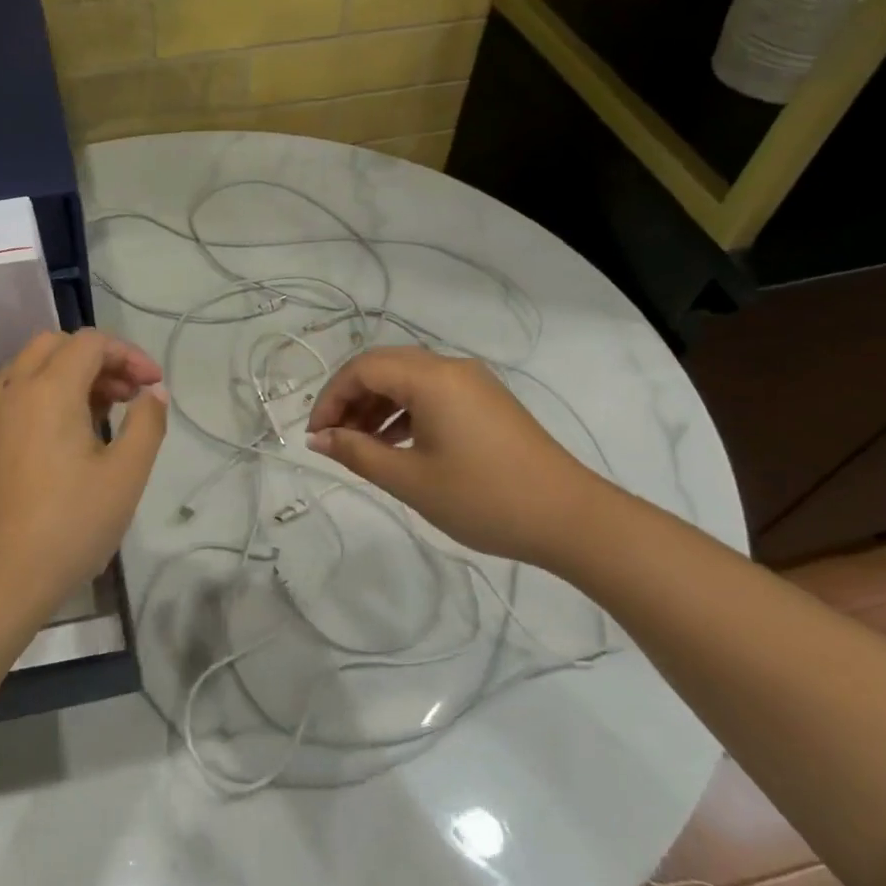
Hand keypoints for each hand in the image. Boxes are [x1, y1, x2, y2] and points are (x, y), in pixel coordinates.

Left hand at [0, 330, 167, 637]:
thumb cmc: (68, 526)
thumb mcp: (125, 476)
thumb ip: (146, 424)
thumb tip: (153, 393)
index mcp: (47, 391)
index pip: (90, 343)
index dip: (129, 355)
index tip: (153, 387)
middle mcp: (11, 392)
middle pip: (54, 346)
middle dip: (97, 360)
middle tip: (128, 395)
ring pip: (28, 370)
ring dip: (68, 377)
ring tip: (101, 416)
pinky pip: (12, 399)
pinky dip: (43, 398)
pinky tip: (63, 441)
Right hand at [305, 347, 611, 572]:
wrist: (569, 518)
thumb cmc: (482, 498)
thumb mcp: (410, 479)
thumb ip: (357, 453)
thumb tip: (318, 438)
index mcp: (432, 378)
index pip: (363, 368)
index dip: (331, 397)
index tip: (316, 436)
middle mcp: (452, 368)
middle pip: (384, 367)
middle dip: (350, 399)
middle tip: (333, 439)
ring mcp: (473, 384)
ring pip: (408, 380)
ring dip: (376, 406)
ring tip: (359, 446)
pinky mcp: (486, 402)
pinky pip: (432, 394)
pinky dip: (404, 413)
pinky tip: (394, 444)